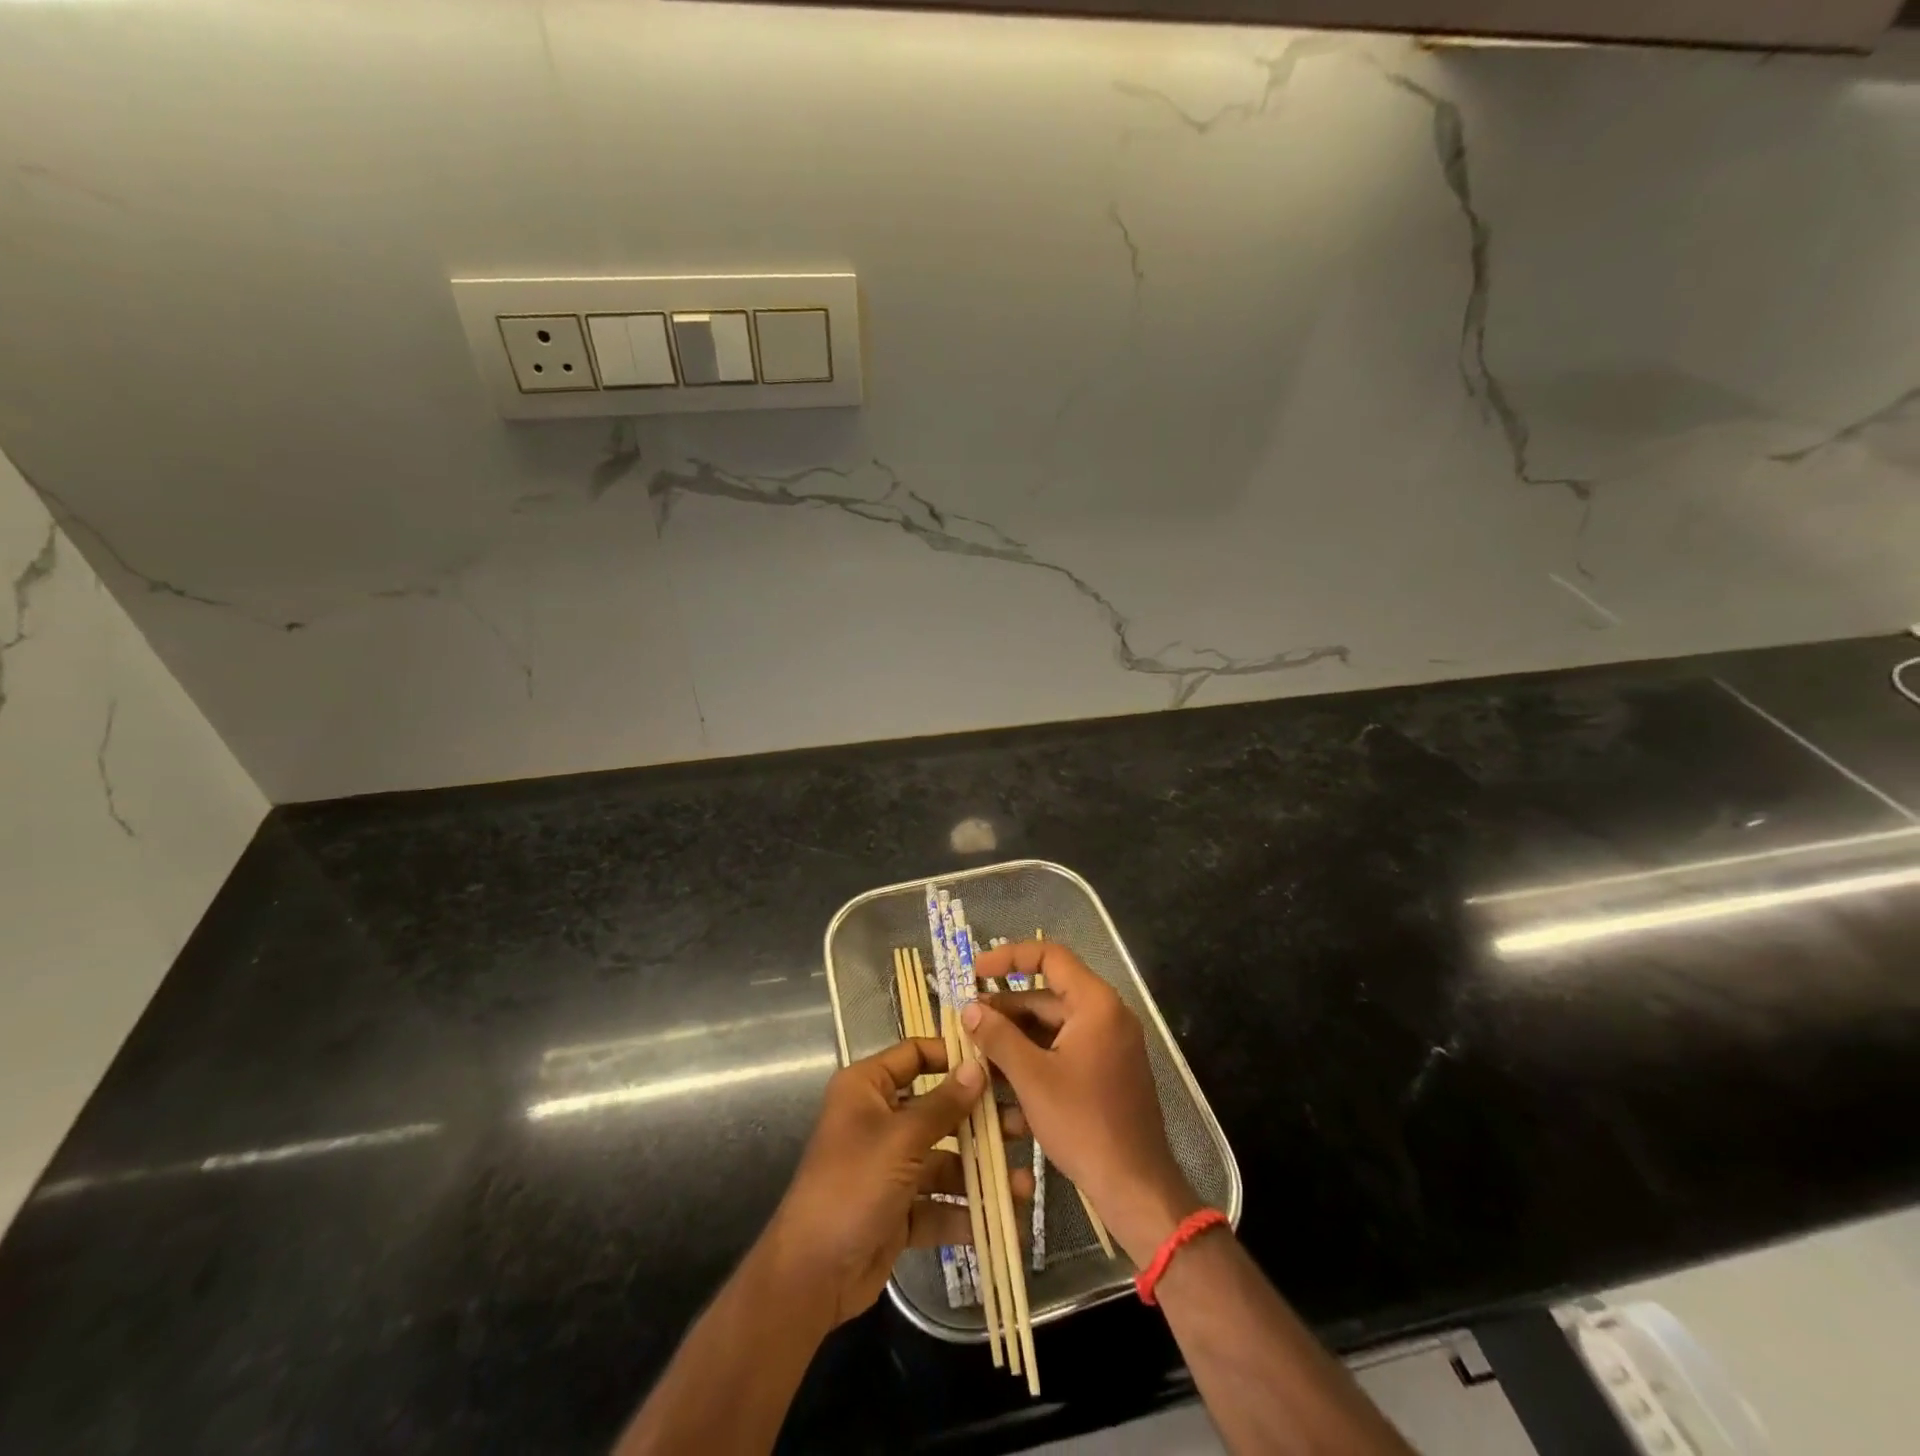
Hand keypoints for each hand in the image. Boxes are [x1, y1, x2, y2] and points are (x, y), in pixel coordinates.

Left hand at [759, 1037, 1030, 1327]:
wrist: (810, 1276)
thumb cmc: (852, 1186)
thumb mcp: (901, 1140)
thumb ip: (944, 1105)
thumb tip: (978, 1067)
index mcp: (867, 1088)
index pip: (915, 1055)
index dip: (953, 1056)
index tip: (996, 1064)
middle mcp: (879, 1120)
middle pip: (938, 1109)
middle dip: (979, 1122)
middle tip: (1022, 1127)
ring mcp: (890, 1167)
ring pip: (944, 1159)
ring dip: (980, 1172)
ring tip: (1023, 1186)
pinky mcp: (899, 1209)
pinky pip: (938, 1202)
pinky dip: (965, 1212)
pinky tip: (1003, 1223)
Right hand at [964, 943, 1200, 1266]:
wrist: (1136, 1187)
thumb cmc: (1084, 1124)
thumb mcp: (1032, 1078)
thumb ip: (998, 1037)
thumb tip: (969, 1008)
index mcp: (1096, 1003)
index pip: (1050, 956)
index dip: (1009, 956)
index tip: (974, 970)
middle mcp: (1107, 1015)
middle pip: (1047, 995)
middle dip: (1005, 1009)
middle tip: (966, 1024)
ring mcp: (1109, 1045)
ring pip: (1052, 1027)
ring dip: (1015, 1039)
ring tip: (975, 1054)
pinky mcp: (1106, 1071)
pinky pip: (1064, 1051)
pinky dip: (1034, 1060)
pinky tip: (1002, 1083)